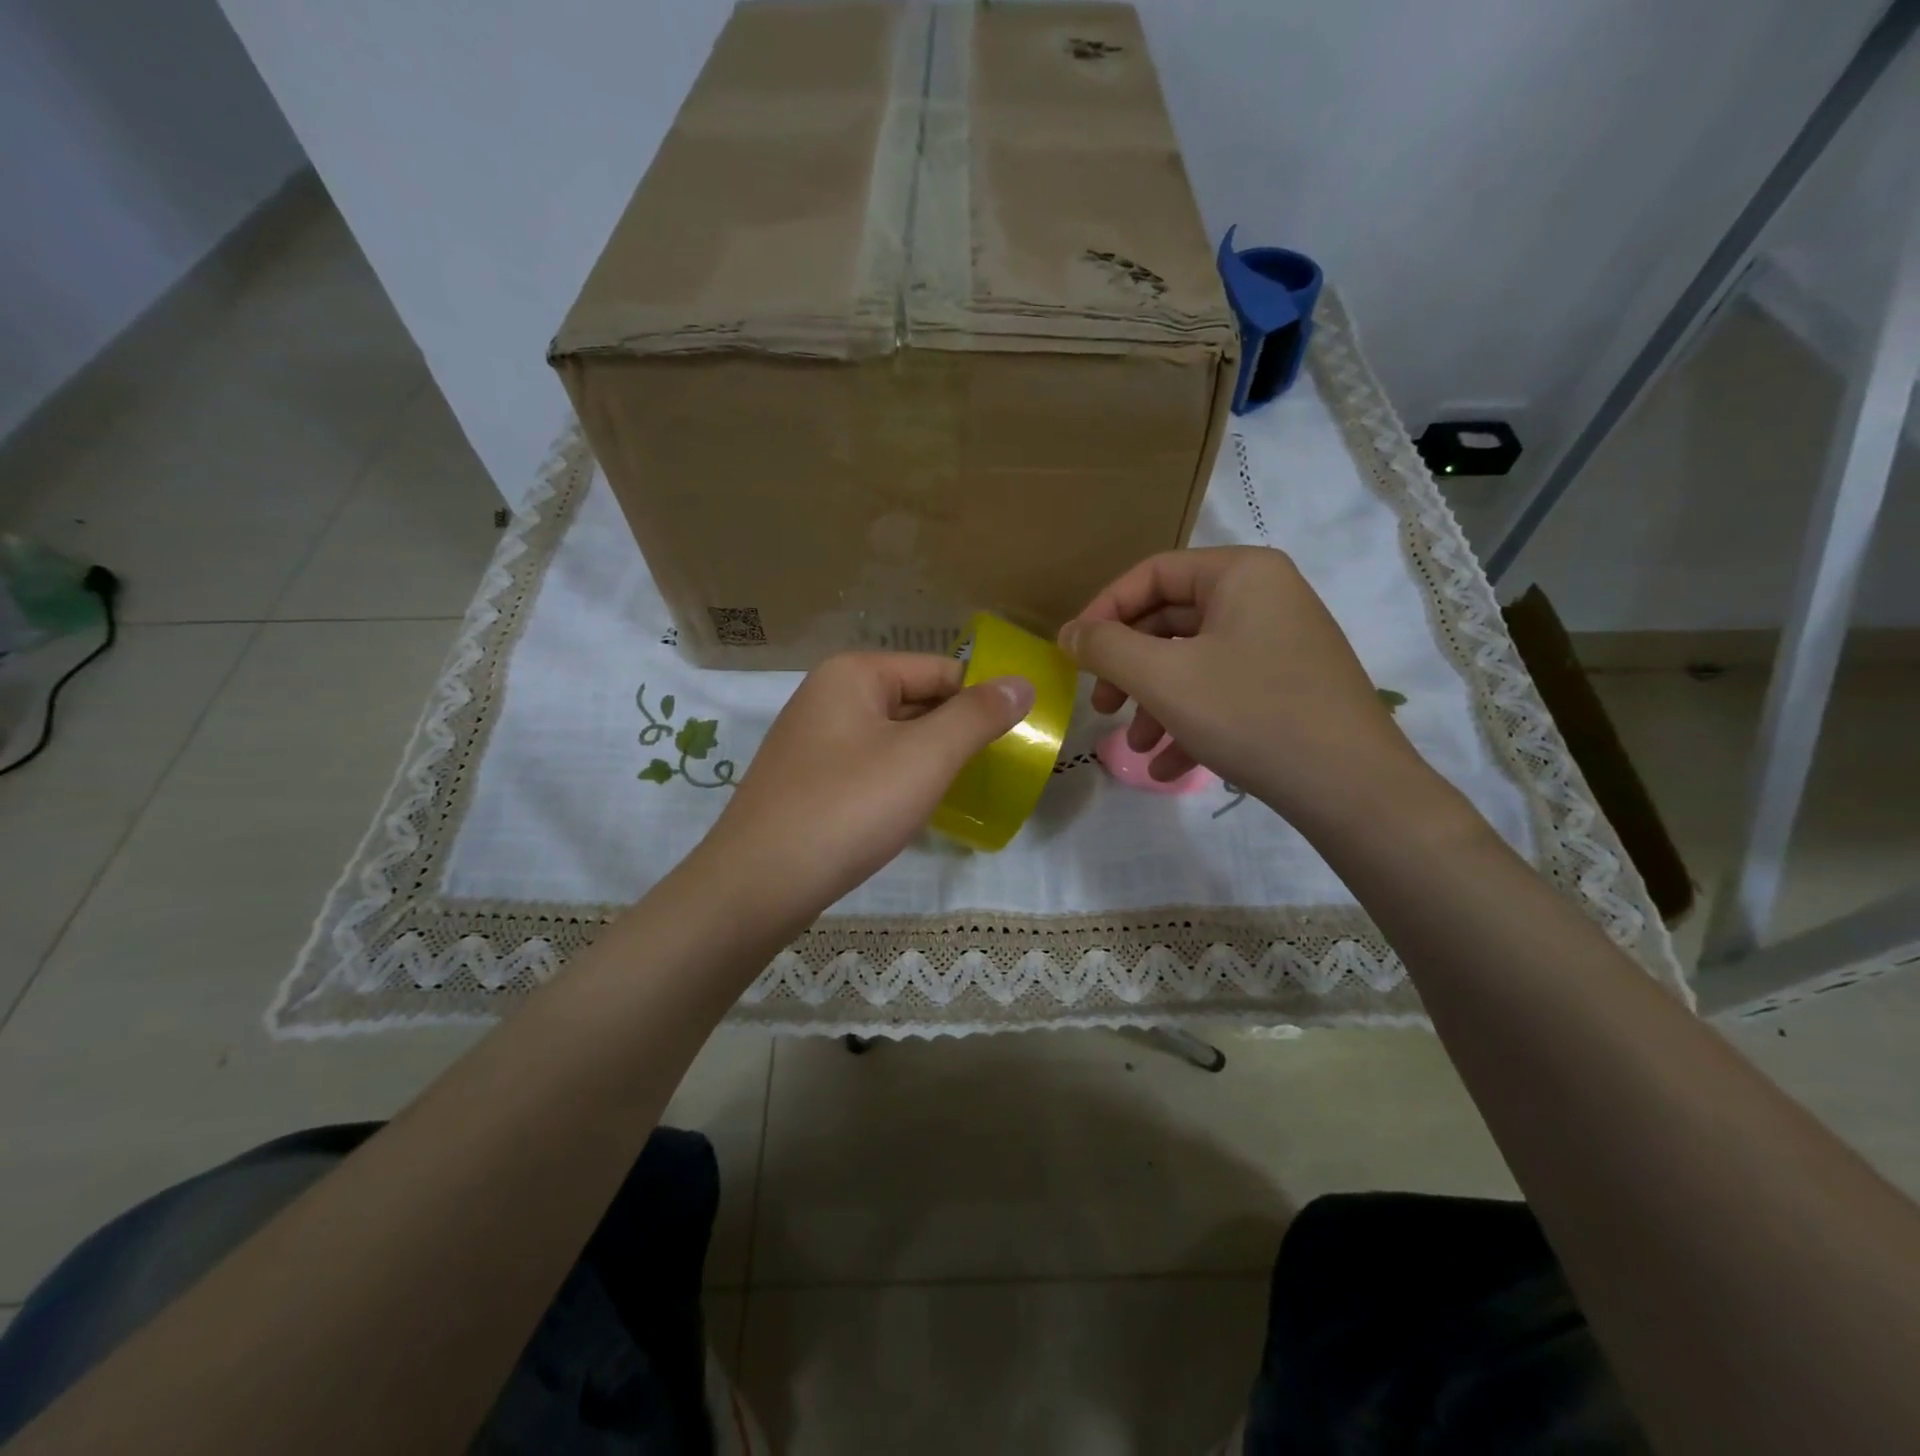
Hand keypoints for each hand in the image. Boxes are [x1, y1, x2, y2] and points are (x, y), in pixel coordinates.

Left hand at [697, 653, 1033, 922]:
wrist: (759, 884)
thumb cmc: (848, 808)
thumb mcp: (925, 757)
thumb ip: (977, 716)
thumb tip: (1022, 682)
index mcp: (854, 674)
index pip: (940, 670)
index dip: (982, 699)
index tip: (1019, 736)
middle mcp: (828, 696)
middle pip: (915, 700)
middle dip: (956, 732)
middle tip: (998, 768)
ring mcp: (812, 740)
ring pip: (892, 737)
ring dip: (929, 760)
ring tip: (965, 791)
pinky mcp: (806, 781)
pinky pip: (868, 766)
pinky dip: (898, 781)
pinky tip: (915, 810)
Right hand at [1058, 547, 1434, 829]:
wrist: (1353, 789)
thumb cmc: (1251, 715)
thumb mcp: (1164, 678)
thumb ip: (1106, 648)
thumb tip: (1069, 633)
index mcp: (1240, 574)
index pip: (1151, 574)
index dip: (1103, 611)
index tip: (1073, 655)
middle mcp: (1264, 597)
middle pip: (1170, 621)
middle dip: (1129, 668)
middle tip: (1101, 705)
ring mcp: (1280, 643)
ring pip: (1193, 662)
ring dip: (1155, 703)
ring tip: (1136, 746)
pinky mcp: (1288, 686)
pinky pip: (1223, 691)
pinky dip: (1190, 722)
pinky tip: (1169, 767)